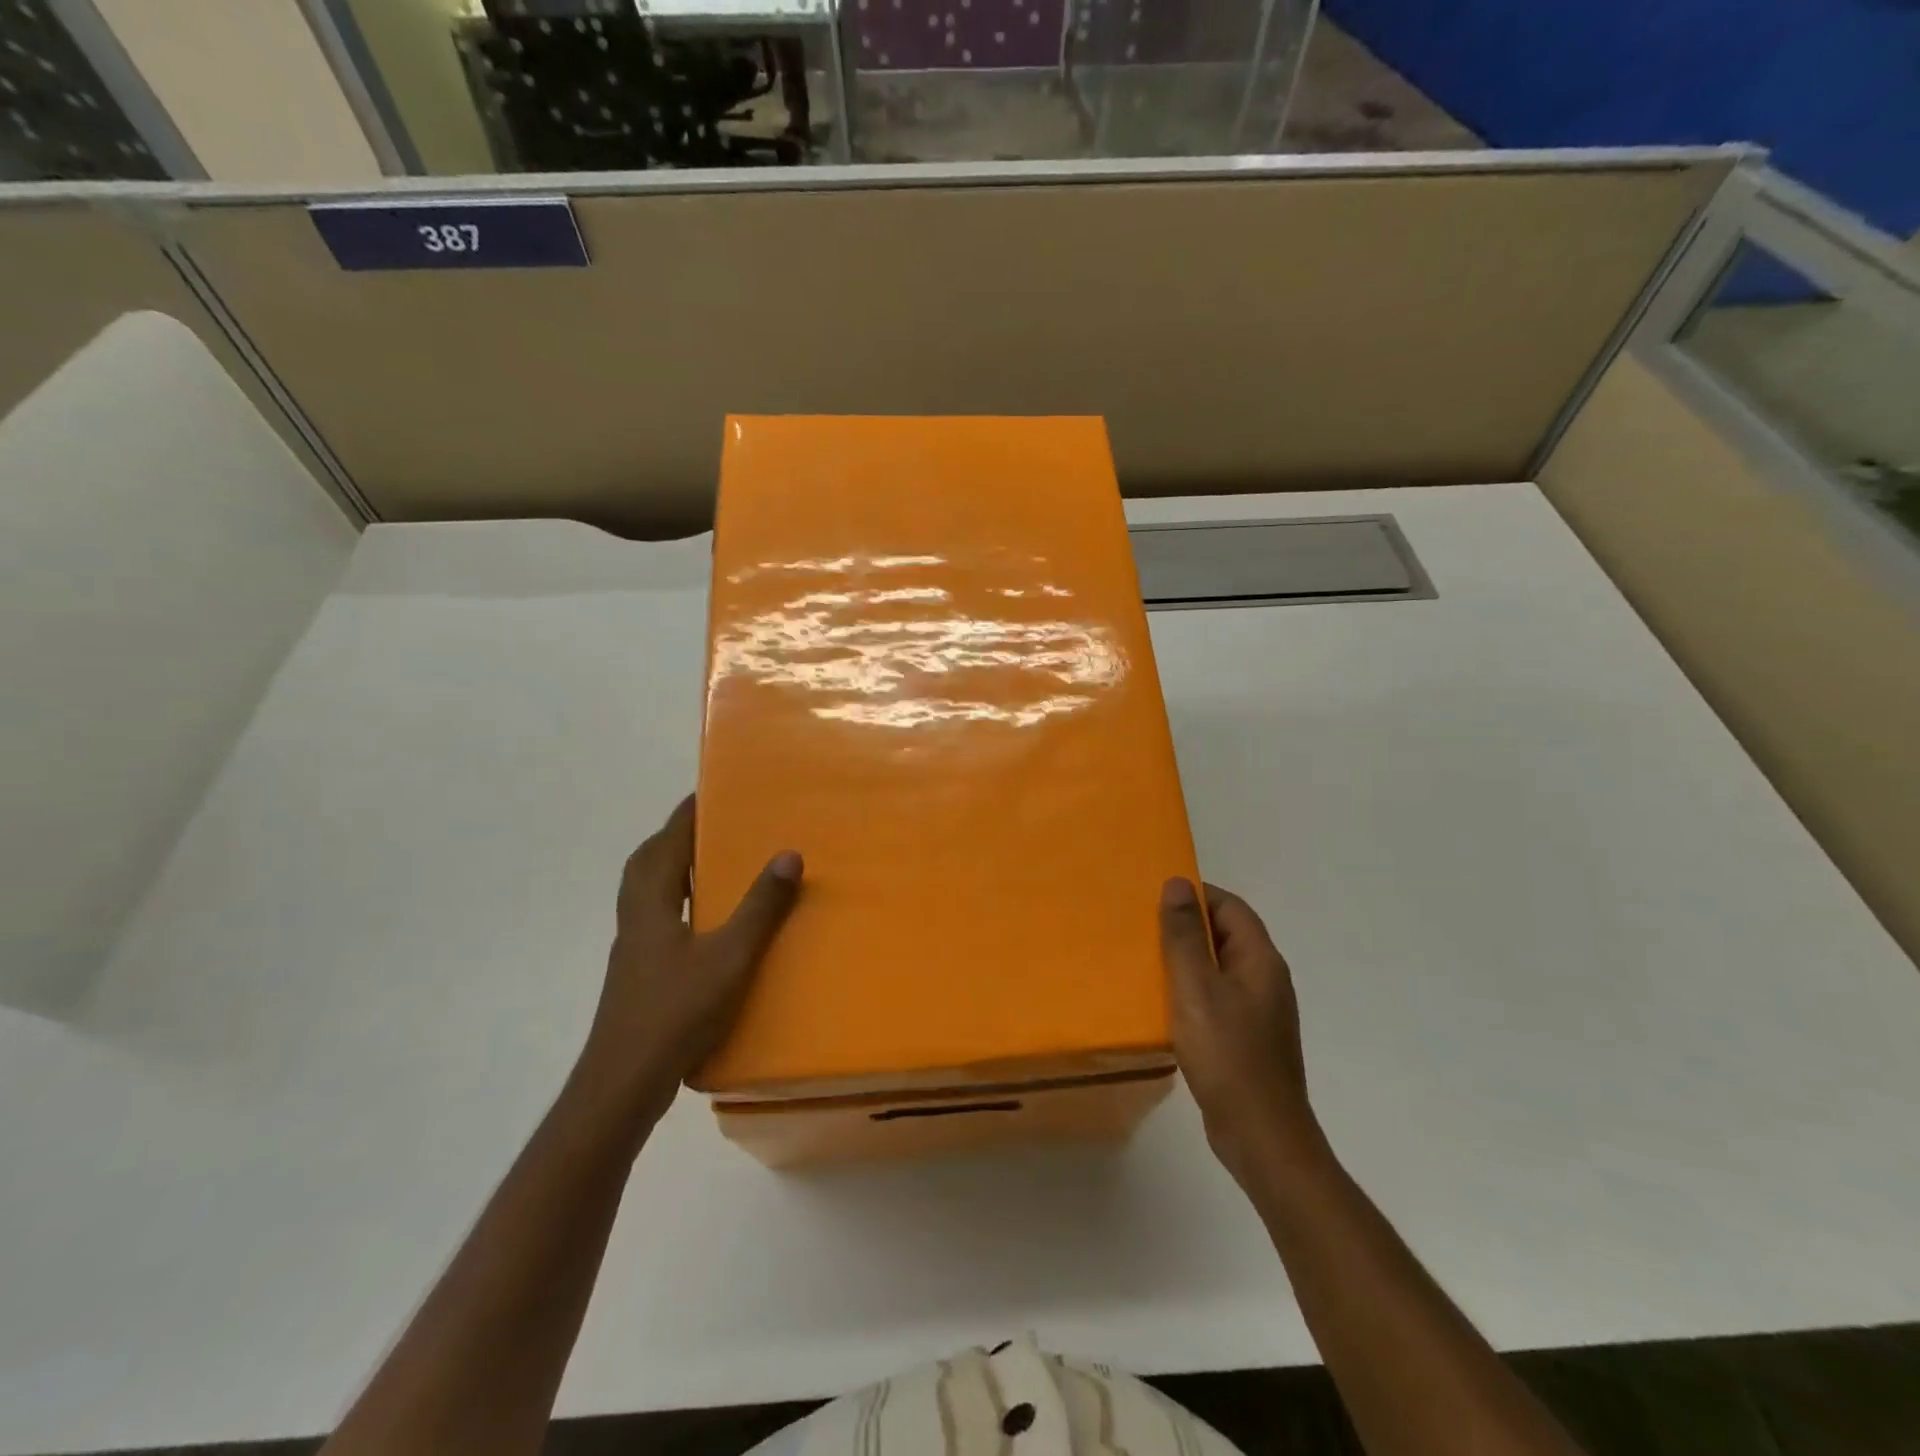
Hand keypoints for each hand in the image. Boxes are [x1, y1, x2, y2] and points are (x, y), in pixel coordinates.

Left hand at [577, 796, 802, 1121]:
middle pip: (646, 864)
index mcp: (650, 904)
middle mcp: (635, 919)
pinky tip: (702, 924)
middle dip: (673, 839)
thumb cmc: (675, 1011)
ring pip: (646, 894)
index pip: (665, 843)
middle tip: (709, 827)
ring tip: (709, 867)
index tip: (708, 791)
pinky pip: (655, 920)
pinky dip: (675, 904)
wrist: (624, 1083)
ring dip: (671, 871)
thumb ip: (759, 907)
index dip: (685, 815)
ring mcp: (632, 950)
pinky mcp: (638, 975)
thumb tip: (789, 854)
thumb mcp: (729, 957)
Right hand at [1161, 878, 1318, 1185]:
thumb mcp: (1196, 988)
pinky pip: (1216, 998)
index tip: (1155, 896)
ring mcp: (1259, 1011)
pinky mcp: (1247, 1038)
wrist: (1261, 1136)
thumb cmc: (1227, 1054)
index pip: (1230, 906)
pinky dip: (1191, 991)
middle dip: (1186, 926)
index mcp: (1260, 960)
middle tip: (1142, 926)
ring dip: (1186, 960)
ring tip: (1145, 961)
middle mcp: (1265, 979)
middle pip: (1226, 935)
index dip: (1196, 895)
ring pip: (1219, 968)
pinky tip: (1163, 1005)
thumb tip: (1178, 882)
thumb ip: (1185, 935)